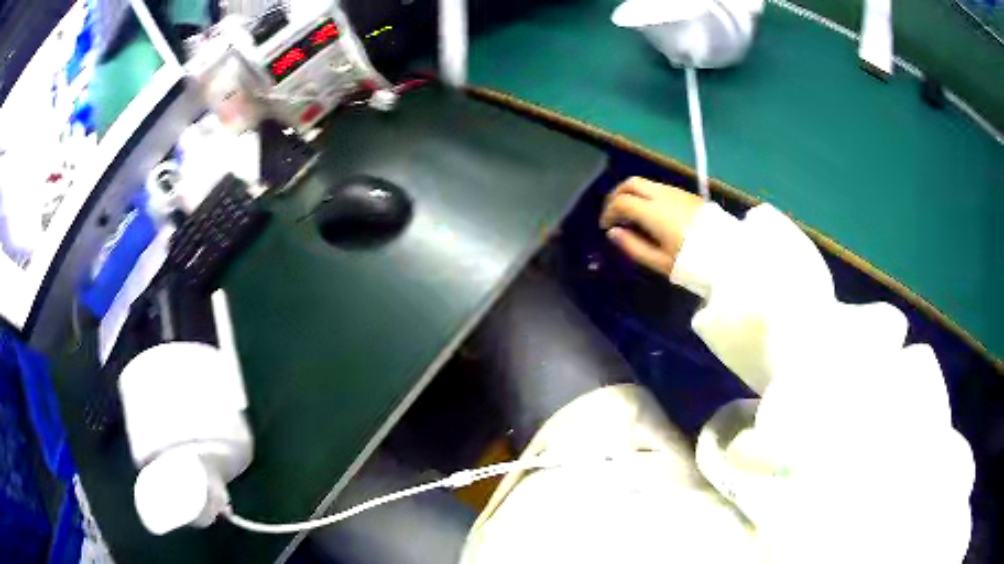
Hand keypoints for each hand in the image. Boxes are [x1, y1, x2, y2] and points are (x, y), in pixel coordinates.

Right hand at [599, 177, 703, 276]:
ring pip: (647, 183)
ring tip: (632, 215)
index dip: (608, 212)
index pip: (621, 201)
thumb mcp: (660, 262)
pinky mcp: (688, 195)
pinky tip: (652, 214)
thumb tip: (613, 232)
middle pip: (631, 183)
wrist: (729, 255)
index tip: (606, 227)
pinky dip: (648, 195)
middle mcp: (663, 195)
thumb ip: (633, 246)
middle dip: (617, 195)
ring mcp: (677, 192)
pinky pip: (660, 188)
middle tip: (614, 214)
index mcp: (653, 212)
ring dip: (633, 194)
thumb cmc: (693, 263)